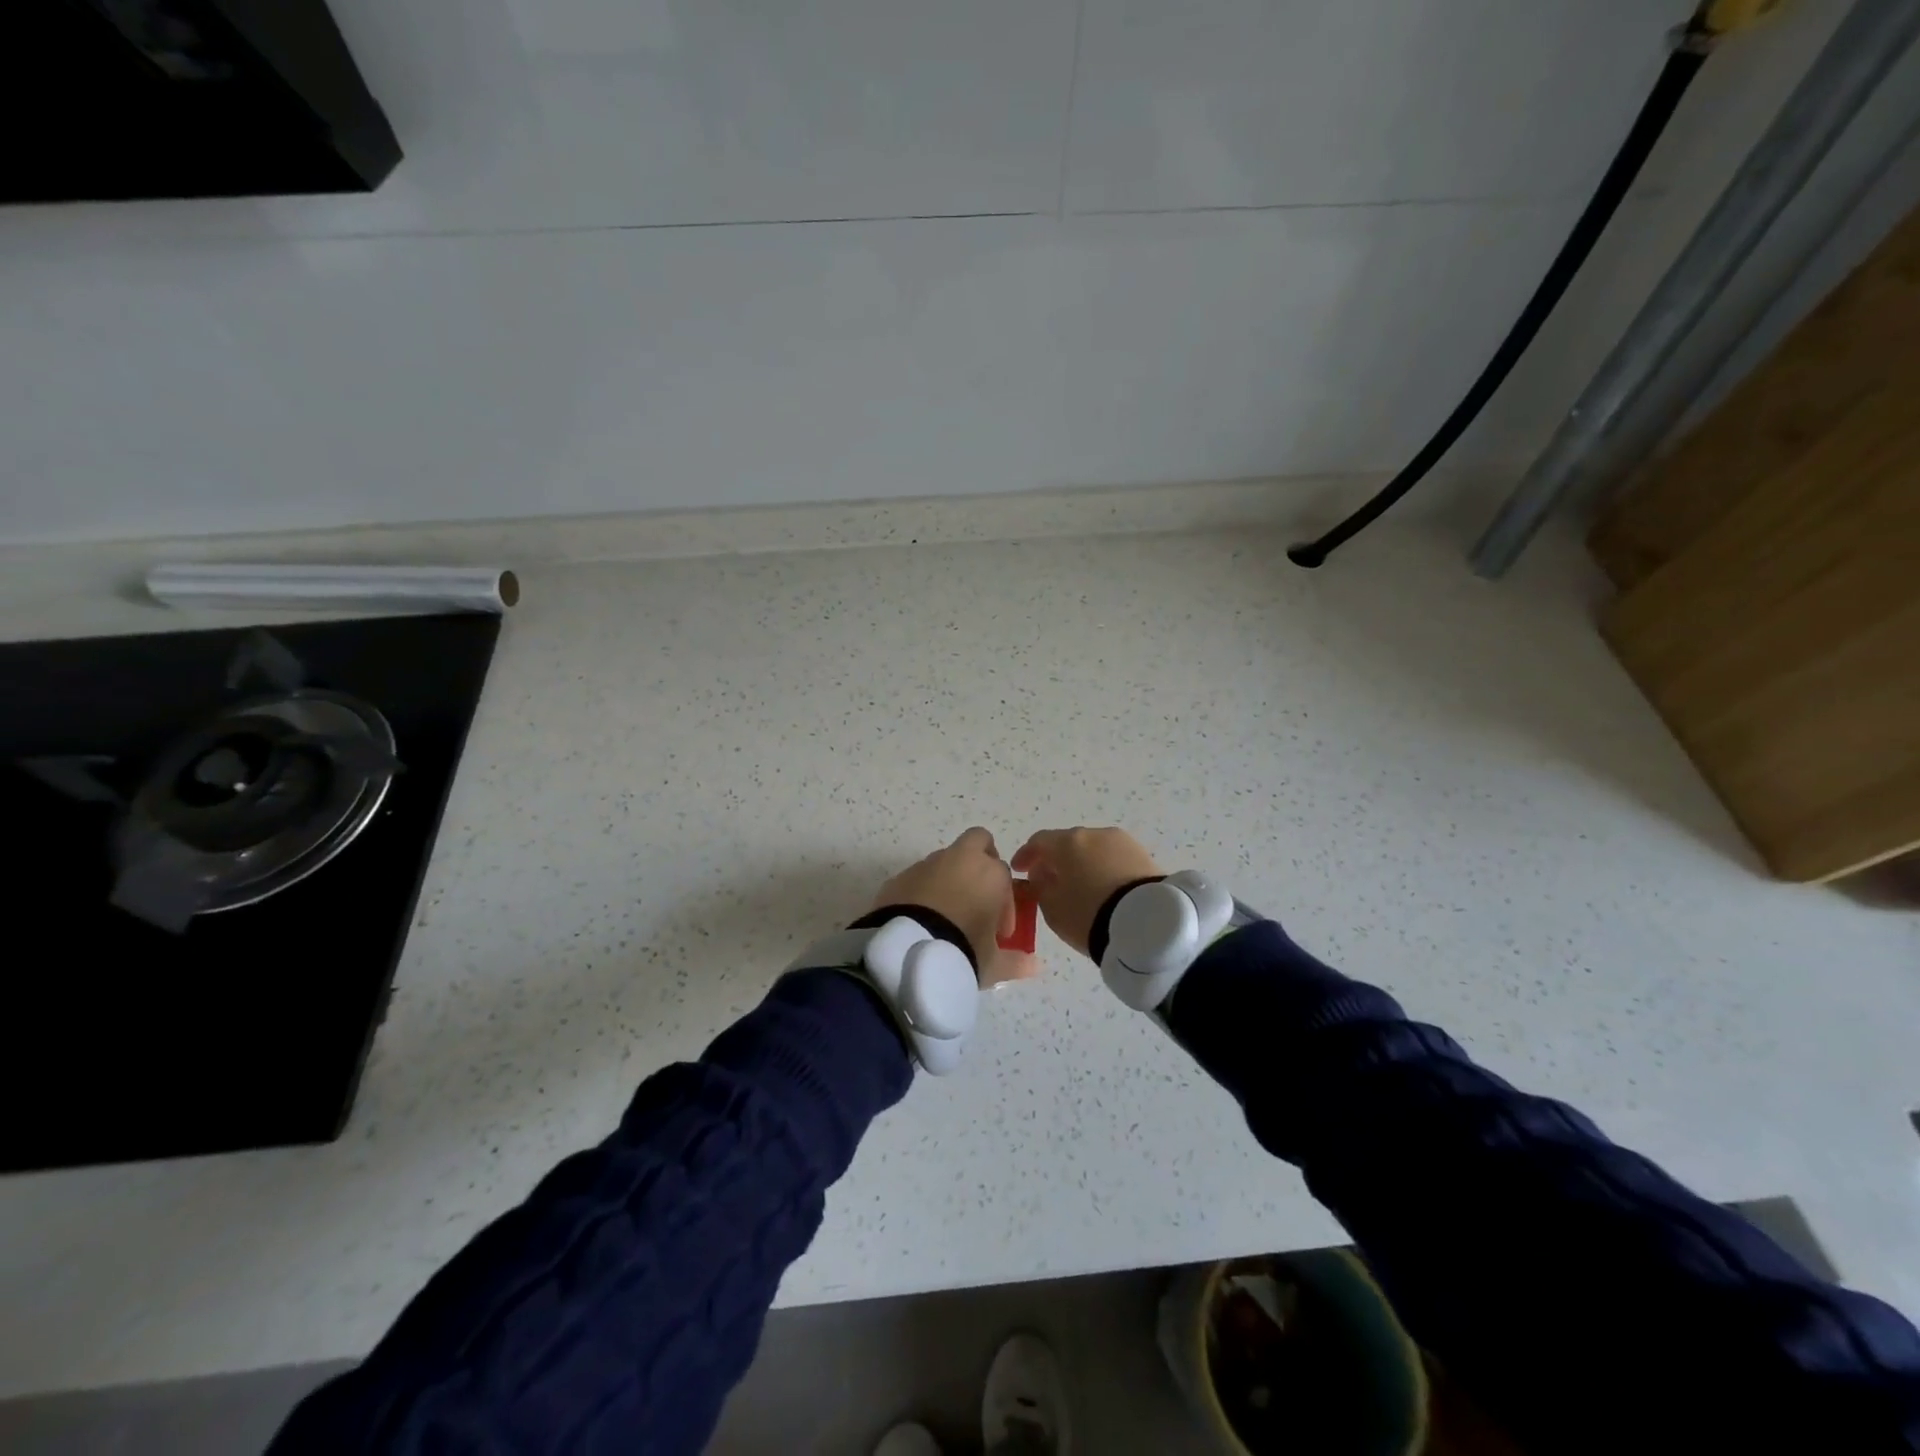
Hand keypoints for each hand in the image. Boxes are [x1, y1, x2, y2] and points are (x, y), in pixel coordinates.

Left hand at [871, 827, 1034, 985]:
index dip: (1005, 903)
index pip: (1005, 874)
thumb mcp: (993, 964)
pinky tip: (920, 921)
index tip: (999, 932)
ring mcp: (926, 865)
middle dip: (981, 863)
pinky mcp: (899, 877)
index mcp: (990, 873)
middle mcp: (959, 859)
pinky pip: (918, 878)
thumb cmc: (962, 950)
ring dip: (950, 879)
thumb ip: (1016, 961)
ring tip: (946, 918)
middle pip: (978, 842)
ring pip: (945, 860)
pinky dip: (923, 891)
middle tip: (978, 897)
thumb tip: (1036, 966)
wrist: (906, 952)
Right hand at [1011, 827, 1161, 957]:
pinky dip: (1104, 869)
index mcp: (1067, 842)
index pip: (1039, 841)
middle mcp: (1094, 834)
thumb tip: (1042, 875)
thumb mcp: (1052, 908)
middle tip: (1050, 880)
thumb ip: (1040, 888)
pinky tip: (1103, 888)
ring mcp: (1122, 842)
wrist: (1147, 923)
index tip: (1020, 869)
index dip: (1026, 854)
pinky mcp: (1144, 856)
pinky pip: (1114, 859)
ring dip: (1082, 863)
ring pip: (1094, 849)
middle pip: (1068, 843)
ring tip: (1080, 886)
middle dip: (1056, 859)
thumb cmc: (1089, 914)